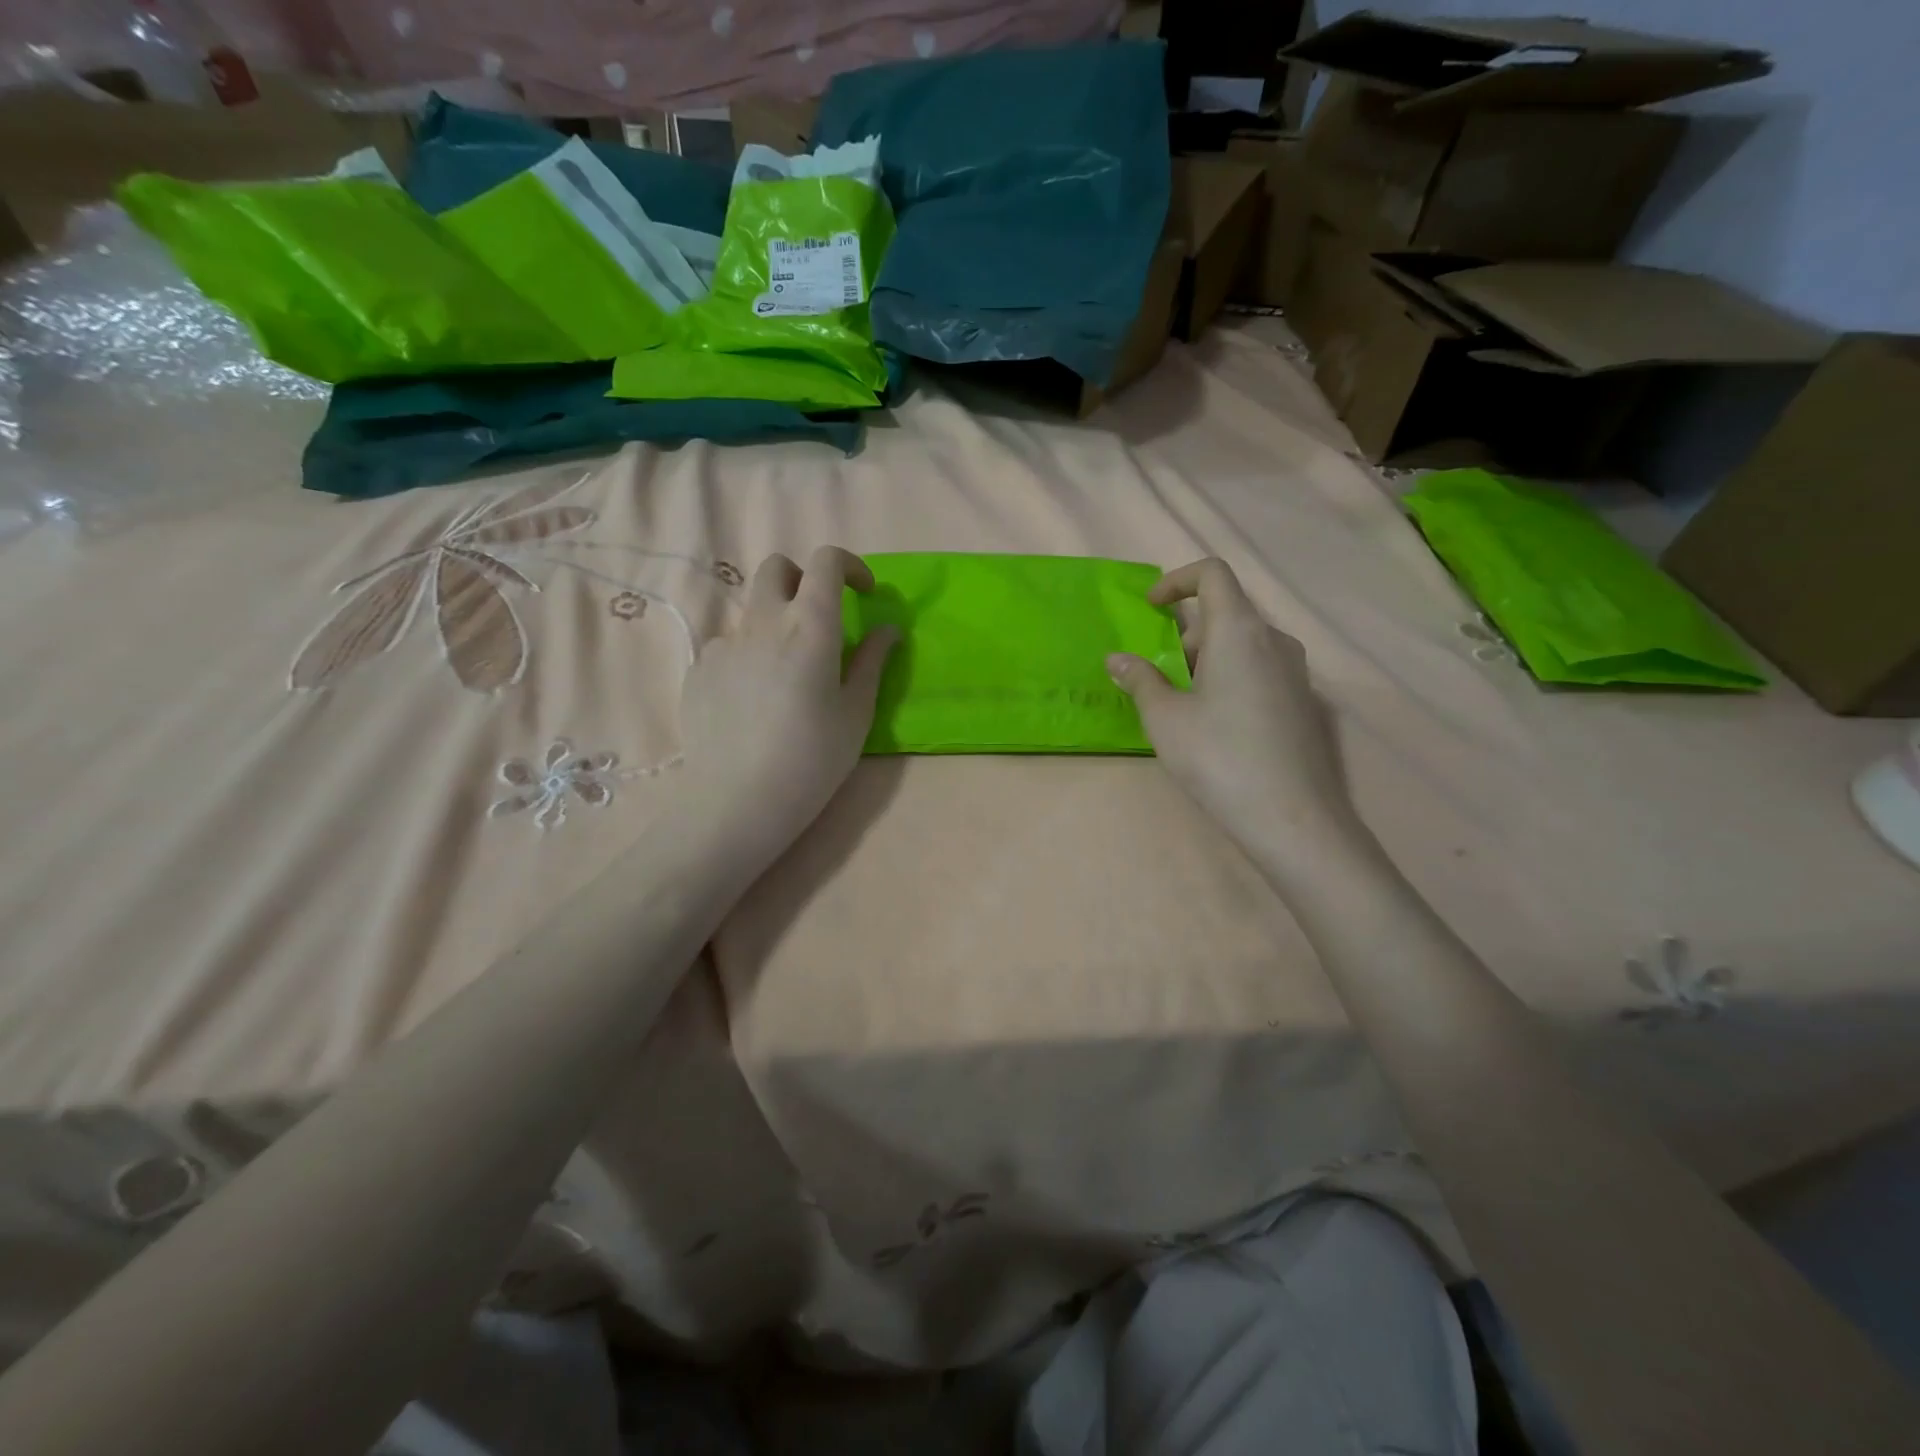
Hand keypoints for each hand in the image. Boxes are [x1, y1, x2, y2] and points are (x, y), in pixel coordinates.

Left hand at [677, 547, 896, 867]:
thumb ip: (871, 661)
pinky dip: (748, 659)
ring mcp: (724, 644)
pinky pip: (728, 648)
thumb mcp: (856, 712)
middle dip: (802, 580)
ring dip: (775, 624)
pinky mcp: (699, 670)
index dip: (849, 566)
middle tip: (819, 620)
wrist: (738, 800)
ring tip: (786, 677)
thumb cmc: (813, 758)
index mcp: (809, 626)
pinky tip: (753, 703)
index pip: (826, 561)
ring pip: (751, 612)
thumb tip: (886, 630)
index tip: (863, 594)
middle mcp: (763, 622)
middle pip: (777, 568)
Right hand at [1107, 559, 1357, 856]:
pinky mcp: (1303, 701)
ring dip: (1207, 659)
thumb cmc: (1218, 758)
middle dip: (1185, 636)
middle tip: (1160, 678)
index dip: (1176, 581)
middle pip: (1226, 613)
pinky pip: (1260, 669)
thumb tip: (1117, 659)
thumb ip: (1140, 680)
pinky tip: (1216, 725)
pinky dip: (1230, 677)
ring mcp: (1296, 671)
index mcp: (1239, 631)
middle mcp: (1275, 640)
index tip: (1150, 609)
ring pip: (1243, 644)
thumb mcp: (1165, 719)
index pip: (1212, 574)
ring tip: (1183, 706)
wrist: (1291, 818)